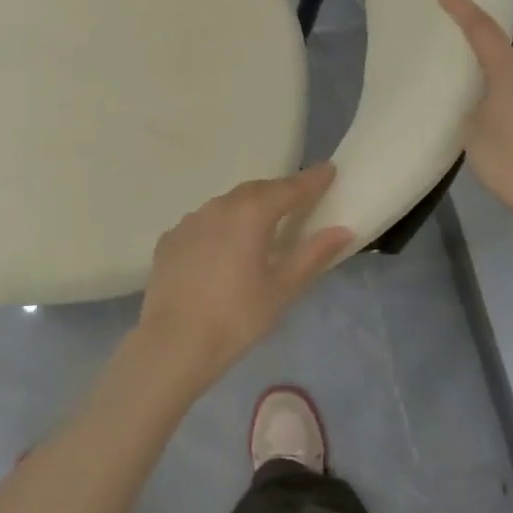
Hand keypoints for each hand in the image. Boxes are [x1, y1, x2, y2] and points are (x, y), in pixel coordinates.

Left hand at [136, 165, 353, 397]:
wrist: (173, 343)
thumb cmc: (236, 317)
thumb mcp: (282, 289)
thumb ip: (312, 255)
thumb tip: (342, 230)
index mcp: (250, 214)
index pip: (288, 188)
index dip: (311, 180)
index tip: (329, 170)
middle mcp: (218, 207)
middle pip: (255, 191)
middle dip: (279, 191)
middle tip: (298, 199)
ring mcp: (189, 221)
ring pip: (226, 204)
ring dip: (247, 208)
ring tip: (261, 224)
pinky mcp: (170, 239)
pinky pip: (202, 223)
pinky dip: (220, 227)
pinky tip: (223, 248)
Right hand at [437, 0, 512, 238]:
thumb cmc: (510, 162)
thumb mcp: (472, 132)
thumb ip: (475, 105)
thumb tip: (488, 101)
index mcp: (510, 70)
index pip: (481, 29)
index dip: (461, 9)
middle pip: (506, 55)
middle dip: (485, 60)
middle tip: (463, 76)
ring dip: (505, 87)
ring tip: (487, 115)